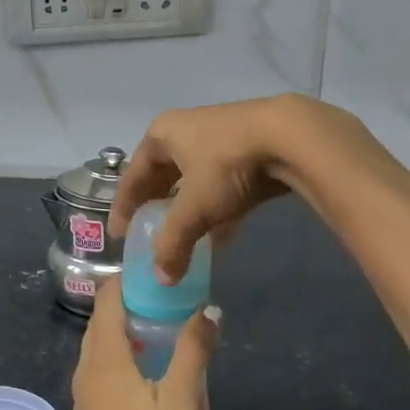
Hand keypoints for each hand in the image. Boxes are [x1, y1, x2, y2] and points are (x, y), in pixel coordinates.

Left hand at [69, 282, 217, 409]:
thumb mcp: (180, 403)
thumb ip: (192, 353)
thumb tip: (207, 308)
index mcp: (105, 359)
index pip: (107, 300)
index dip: (128, 280)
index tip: (156, 270)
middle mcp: (87, 370)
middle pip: (102, 322)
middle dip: (130, 303)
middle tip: (167, 298)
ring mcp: (84, 396)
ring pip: (100, 348)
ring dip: (126, 332)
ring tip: (163, 331)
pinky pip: (101, 370)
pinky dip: (121, 357)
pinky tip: (148, 373)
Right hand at [112, 95, 369, 284]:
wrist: (289, 137)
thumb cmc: (226, 165)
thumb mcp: (195, 207)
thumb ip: (174, 243)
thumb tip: (162, 279)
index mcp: (162, 134)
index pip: (134, 174)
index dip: (125, 206)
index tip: (119, 234)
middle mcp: (185, 130)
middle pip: (162, 174)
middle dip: (156, 206)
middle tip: (149, 233)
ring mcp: (218, 136)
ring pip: (193, 179)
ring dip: (187, 210)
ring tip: (183, 238)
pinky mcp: (246, 148)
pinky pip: (220, 183)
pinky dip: (216, 209)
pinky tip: (220, 235)